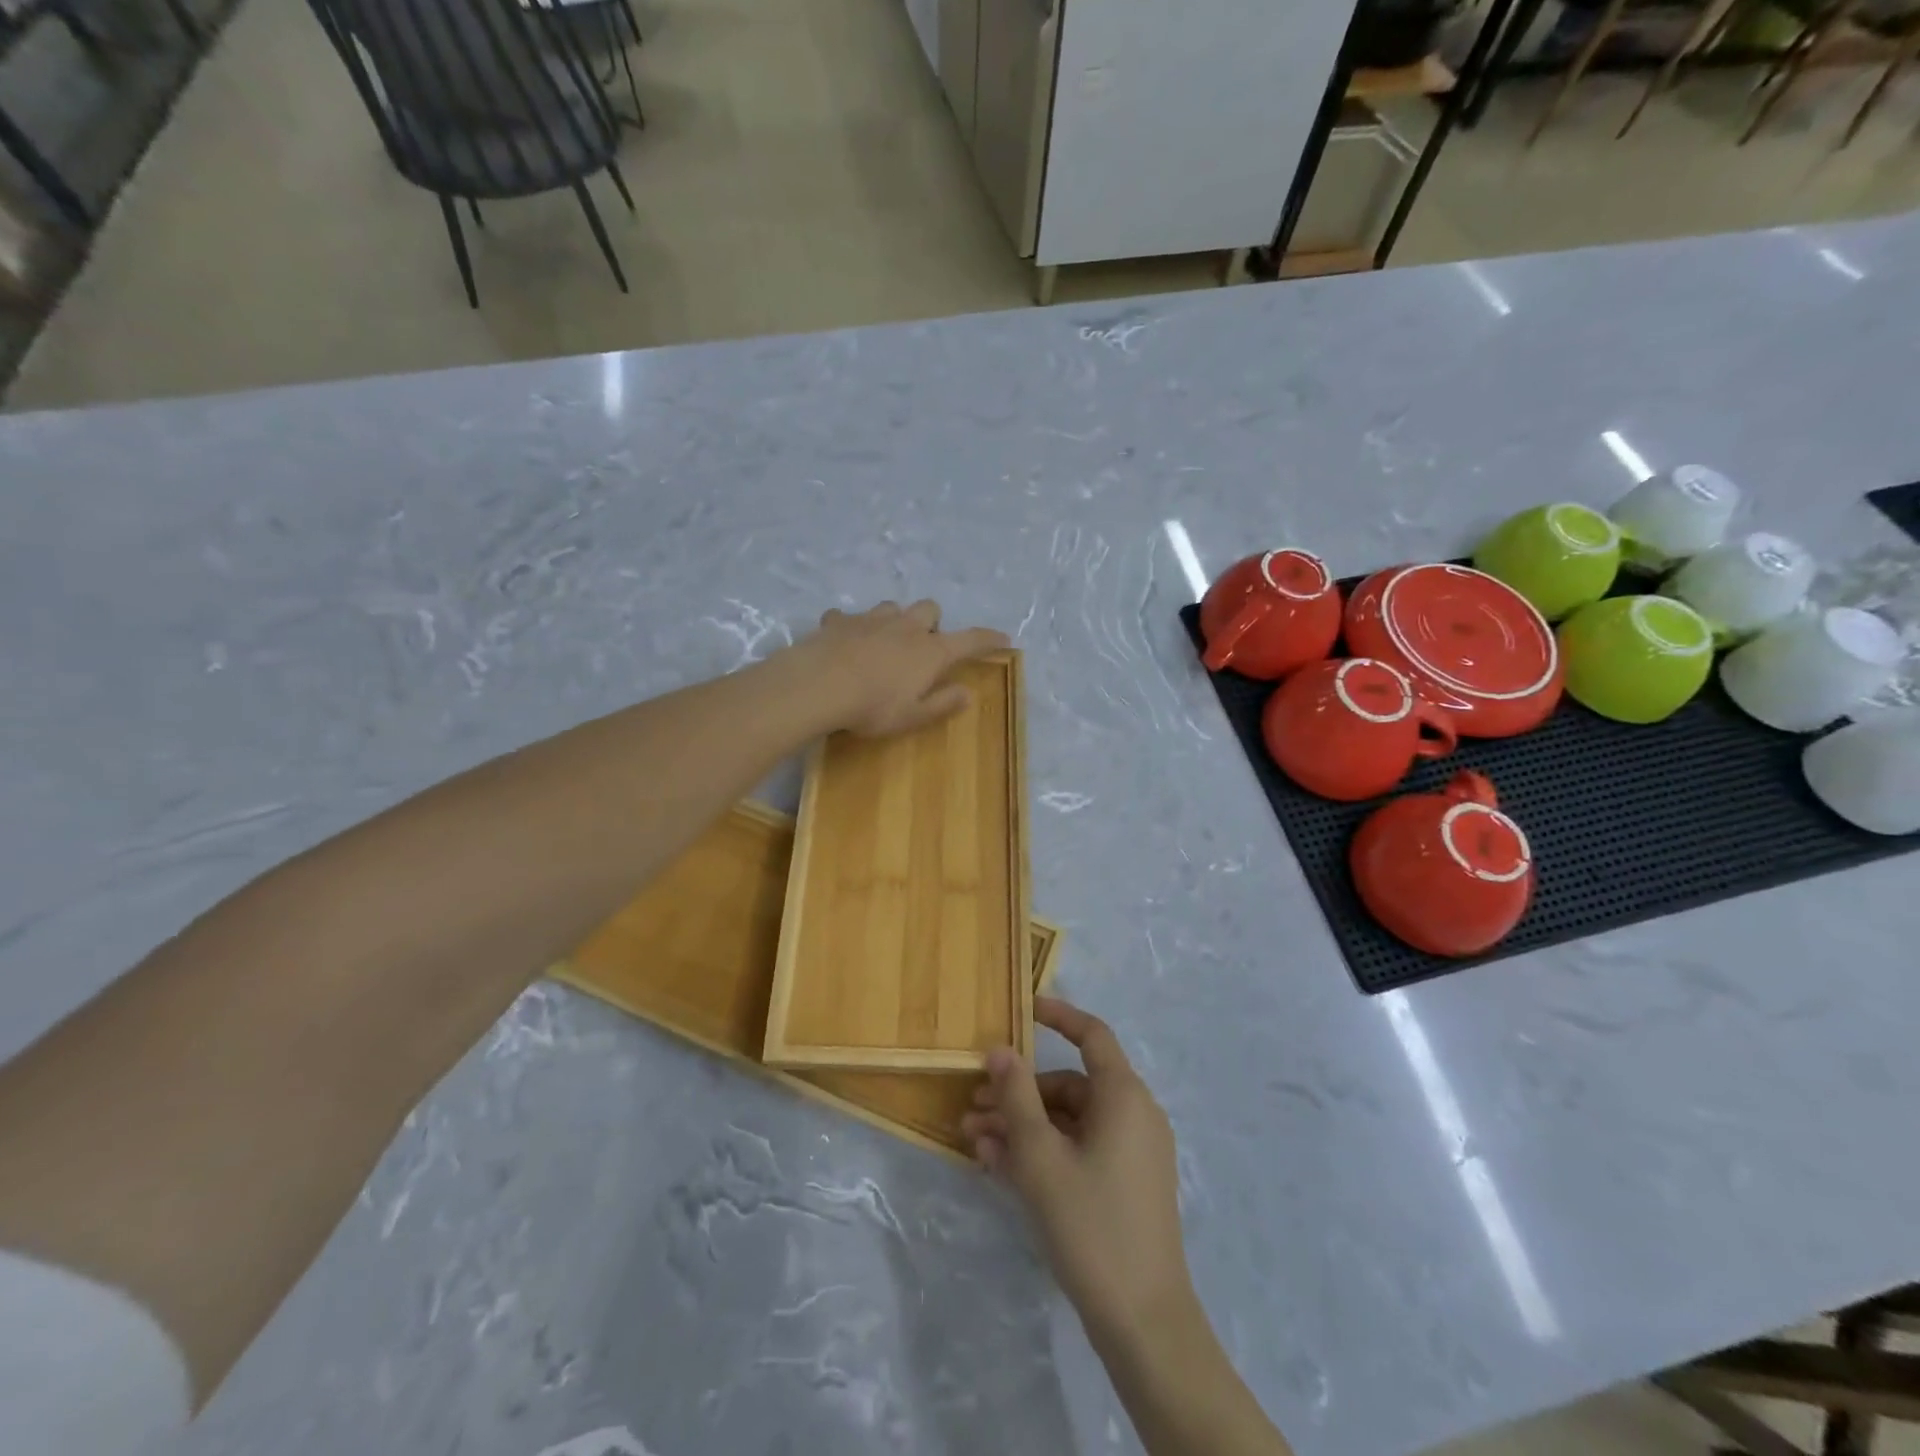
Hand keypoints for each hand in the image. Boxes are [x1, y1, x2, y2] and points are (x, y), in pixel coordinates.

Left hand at [787, 600, 1007, 737]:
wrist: (819, 684)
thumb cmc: (873, 707)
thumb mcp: (913, 716)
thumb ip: (942, 704)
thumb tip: (968, 693)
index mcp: (930, 652)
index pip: (969, 640)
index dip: (988, 639)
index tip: (1003, 639)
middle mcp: (906, 627)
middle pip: (930, 610)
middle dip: (932, 623)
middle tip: (923, 647)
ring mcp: (872, 619)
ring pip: (892, 607)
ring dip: (894, 621)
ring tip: (885, 642)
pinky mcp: (840, 621)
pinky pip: (849, 616)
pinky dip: (851, 626)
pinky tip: (843, 641)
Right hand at [963, 997, 1195, 1344]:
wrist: (1144, 1323)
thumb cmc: (1092, 1225)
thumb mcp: (1041, 1158)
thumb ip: (1017, 1097)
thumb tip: (1000, 1049)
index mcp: (1123, 1096)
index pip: (1092, 1035)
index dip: (1058, 1016)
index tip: (1023, 1009)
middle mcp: (1132, 1115)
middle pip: (1070, 1085)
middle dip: (1019, 1092)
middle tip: (973, 1104)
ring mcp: (1130, 1153)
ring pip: (1068, 1122)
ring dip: (1022, 1126)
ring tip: (973, 1140)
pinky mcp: (1123, 1185)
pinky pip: (1077, 1151)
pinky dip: (1041, 1151)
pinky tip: (996, 1166)